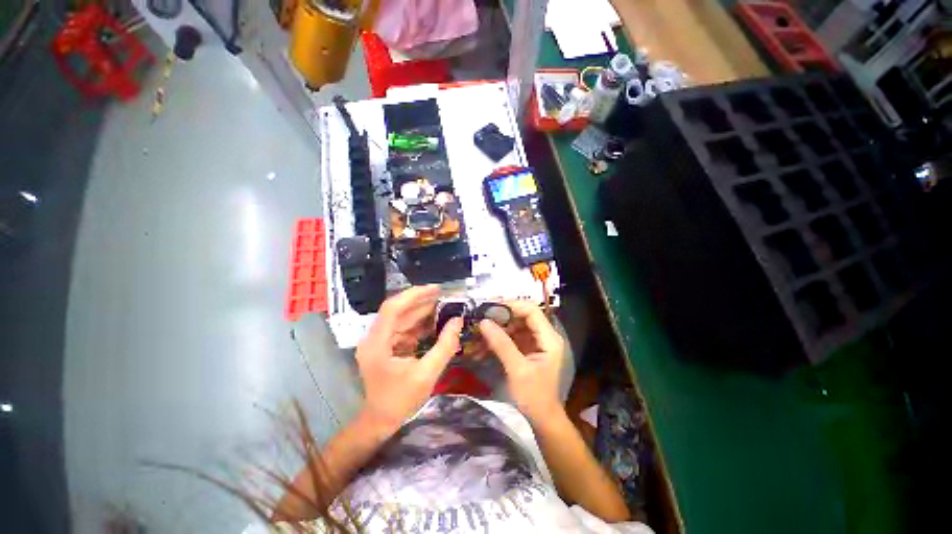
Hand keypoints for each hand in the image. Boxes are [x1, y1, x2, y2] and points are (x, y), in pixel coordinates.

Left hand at [356, 285, 463, 433]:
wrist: (381, 421)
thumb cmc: (401, 401)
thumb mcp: (427, 374)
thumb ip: (444, 346)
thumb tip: (458, 321)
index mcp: (377, 343)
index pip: (393, 308)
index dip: (414, 295)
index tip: (436, 289)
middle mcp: (374, 338)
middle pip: (398, 311)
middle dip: (422, 302)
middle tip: (445, 297)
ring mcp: (378, 342)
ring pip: (401, 319)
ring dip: (421, 313)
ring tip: (444, 307)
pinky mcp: (385, 346)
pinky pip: (403, 329)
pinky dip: (419, 325)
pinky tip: (434, 323)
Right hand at [478, 300, 565, 421]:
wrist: (541, 418)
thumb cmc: (534, 396)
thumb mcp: (517, 370)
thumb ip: (501, 344)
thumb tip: (484, 322)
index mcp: (549, 338)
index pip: (531, 311)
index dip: (511, 305)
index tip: (490, 306)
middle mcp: (544, 336)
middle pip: (523, 316)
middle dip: (501, 316)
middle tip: (481, 316)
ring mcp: (535, 342)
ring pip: (515, 325)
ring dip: (498, 328)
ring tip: (479, 331)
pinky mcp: (527, 348)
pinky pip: (512, 336)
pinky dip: (499, 338)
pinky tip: (484, 343)